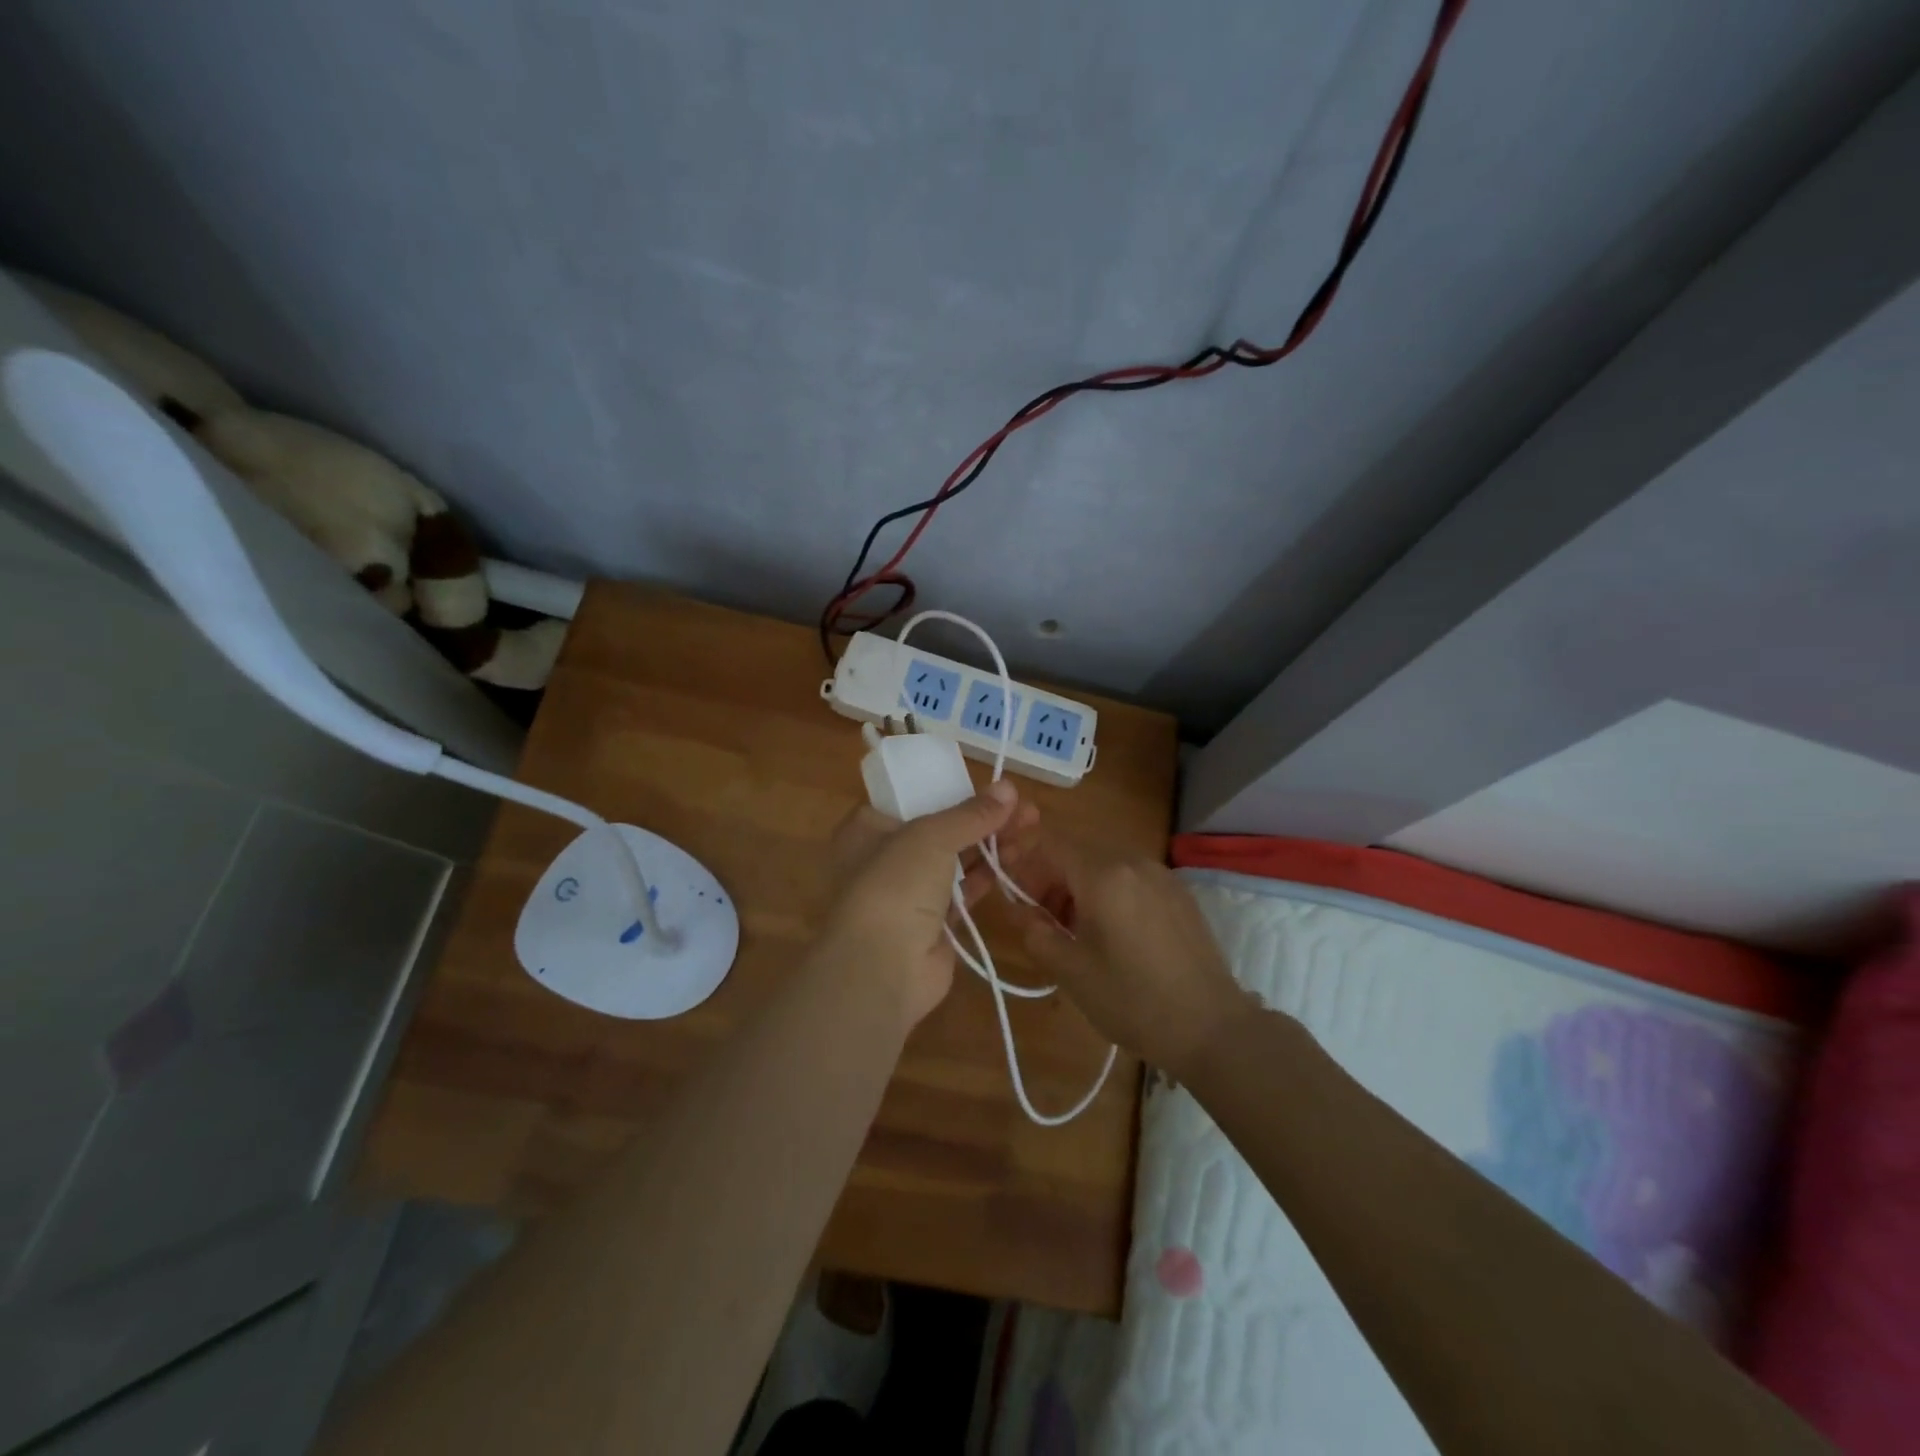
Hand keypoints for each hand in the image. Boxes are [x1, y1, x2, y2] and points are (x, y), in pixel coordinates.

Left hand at [817, 781, 1037, 1027]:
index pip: (909, 799)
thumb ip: (971, 814)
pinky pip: (964, 891)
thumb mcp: (931, 836)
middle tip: (1022, 807)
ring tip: (1031, 826)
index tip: (983, 785)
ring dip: (990, 843)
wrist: (882, 968)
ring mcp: (909, 893)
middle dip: (981, 817)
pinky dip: (987, 875)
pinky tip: (1016, 857)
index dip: (947, 789)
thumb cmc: (895, 885)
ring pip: (955, 859)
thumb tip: (1008, 787)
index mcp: (867, 829)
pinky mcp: (933, 924)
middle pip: (939, 829)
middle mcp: (884, 858)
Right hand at [1009, 833, 1253, 1077]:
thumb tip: (1019, 910)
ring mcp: (1161, 875)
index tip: (1018, 898)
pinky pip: (1131, 879)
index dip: (1025, 865)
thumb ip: (1035, 932)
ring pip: (1105, 866)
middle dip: (1052, 880)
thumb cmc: (1133, 1000)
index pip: (1050, 846)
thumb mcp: (1071, 972)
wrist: (1211, 1027)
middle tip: (1044, 922)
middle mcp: (1133, 862)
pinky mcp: (1179, 893)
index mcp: (1103, 876)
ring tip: (1077, 933)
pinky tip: (1115, 936)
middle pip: (1077, 854)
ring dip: (1080, 889)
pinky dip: (1111, 894)